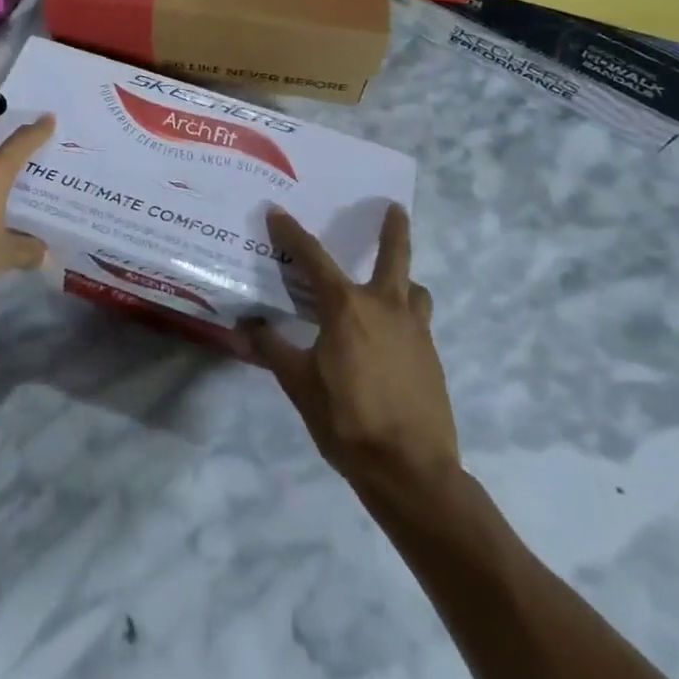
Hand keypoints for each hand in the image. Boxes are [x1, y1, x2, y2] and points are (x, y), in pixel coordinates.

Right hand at [240, 204, 459, 489]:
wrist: (412, 472)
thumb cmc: (348, 420)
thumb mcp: (298, 383)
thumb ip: (272, 350)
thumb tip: (246, 326)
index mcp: (347, 307)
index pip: (312, 257)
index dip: (291, 233)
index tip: (276, 212)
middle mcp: (385, 307)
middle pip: (394, 256)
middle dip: (394, 229)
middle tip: (395, 207)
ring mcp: (415, 332)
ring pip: (415, 291)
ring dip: (404, 281)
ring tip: (393, 287)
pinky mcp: (432, 359)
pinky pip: (419, 323)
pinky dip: (406, 318)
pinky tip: (391, 340)